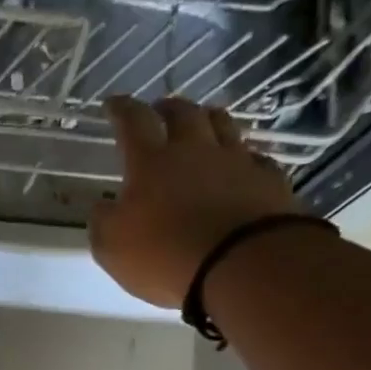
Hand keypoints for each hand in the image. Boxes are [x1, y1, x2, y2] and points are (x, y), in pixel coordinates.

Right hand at [90, 94, 302, 309]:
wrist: (240, 265)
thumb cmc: (164, 255)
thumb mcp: (112, 247)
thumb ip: (103, 222)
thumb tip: (102, 207)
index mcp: (151, 162)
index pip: (133, 123)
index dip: (121, 110)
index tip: (113, 104)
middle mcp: (195, 151)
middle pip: (184, 114)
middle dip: (168, 108)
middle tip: (160, 110)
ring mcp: (236, 162)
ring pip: (223, 125)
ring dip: (209, 119)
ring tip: (202, 122)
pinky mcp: (268, 181)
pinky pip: (254, 158)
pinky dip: (243, 156)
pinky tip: (241, 164)